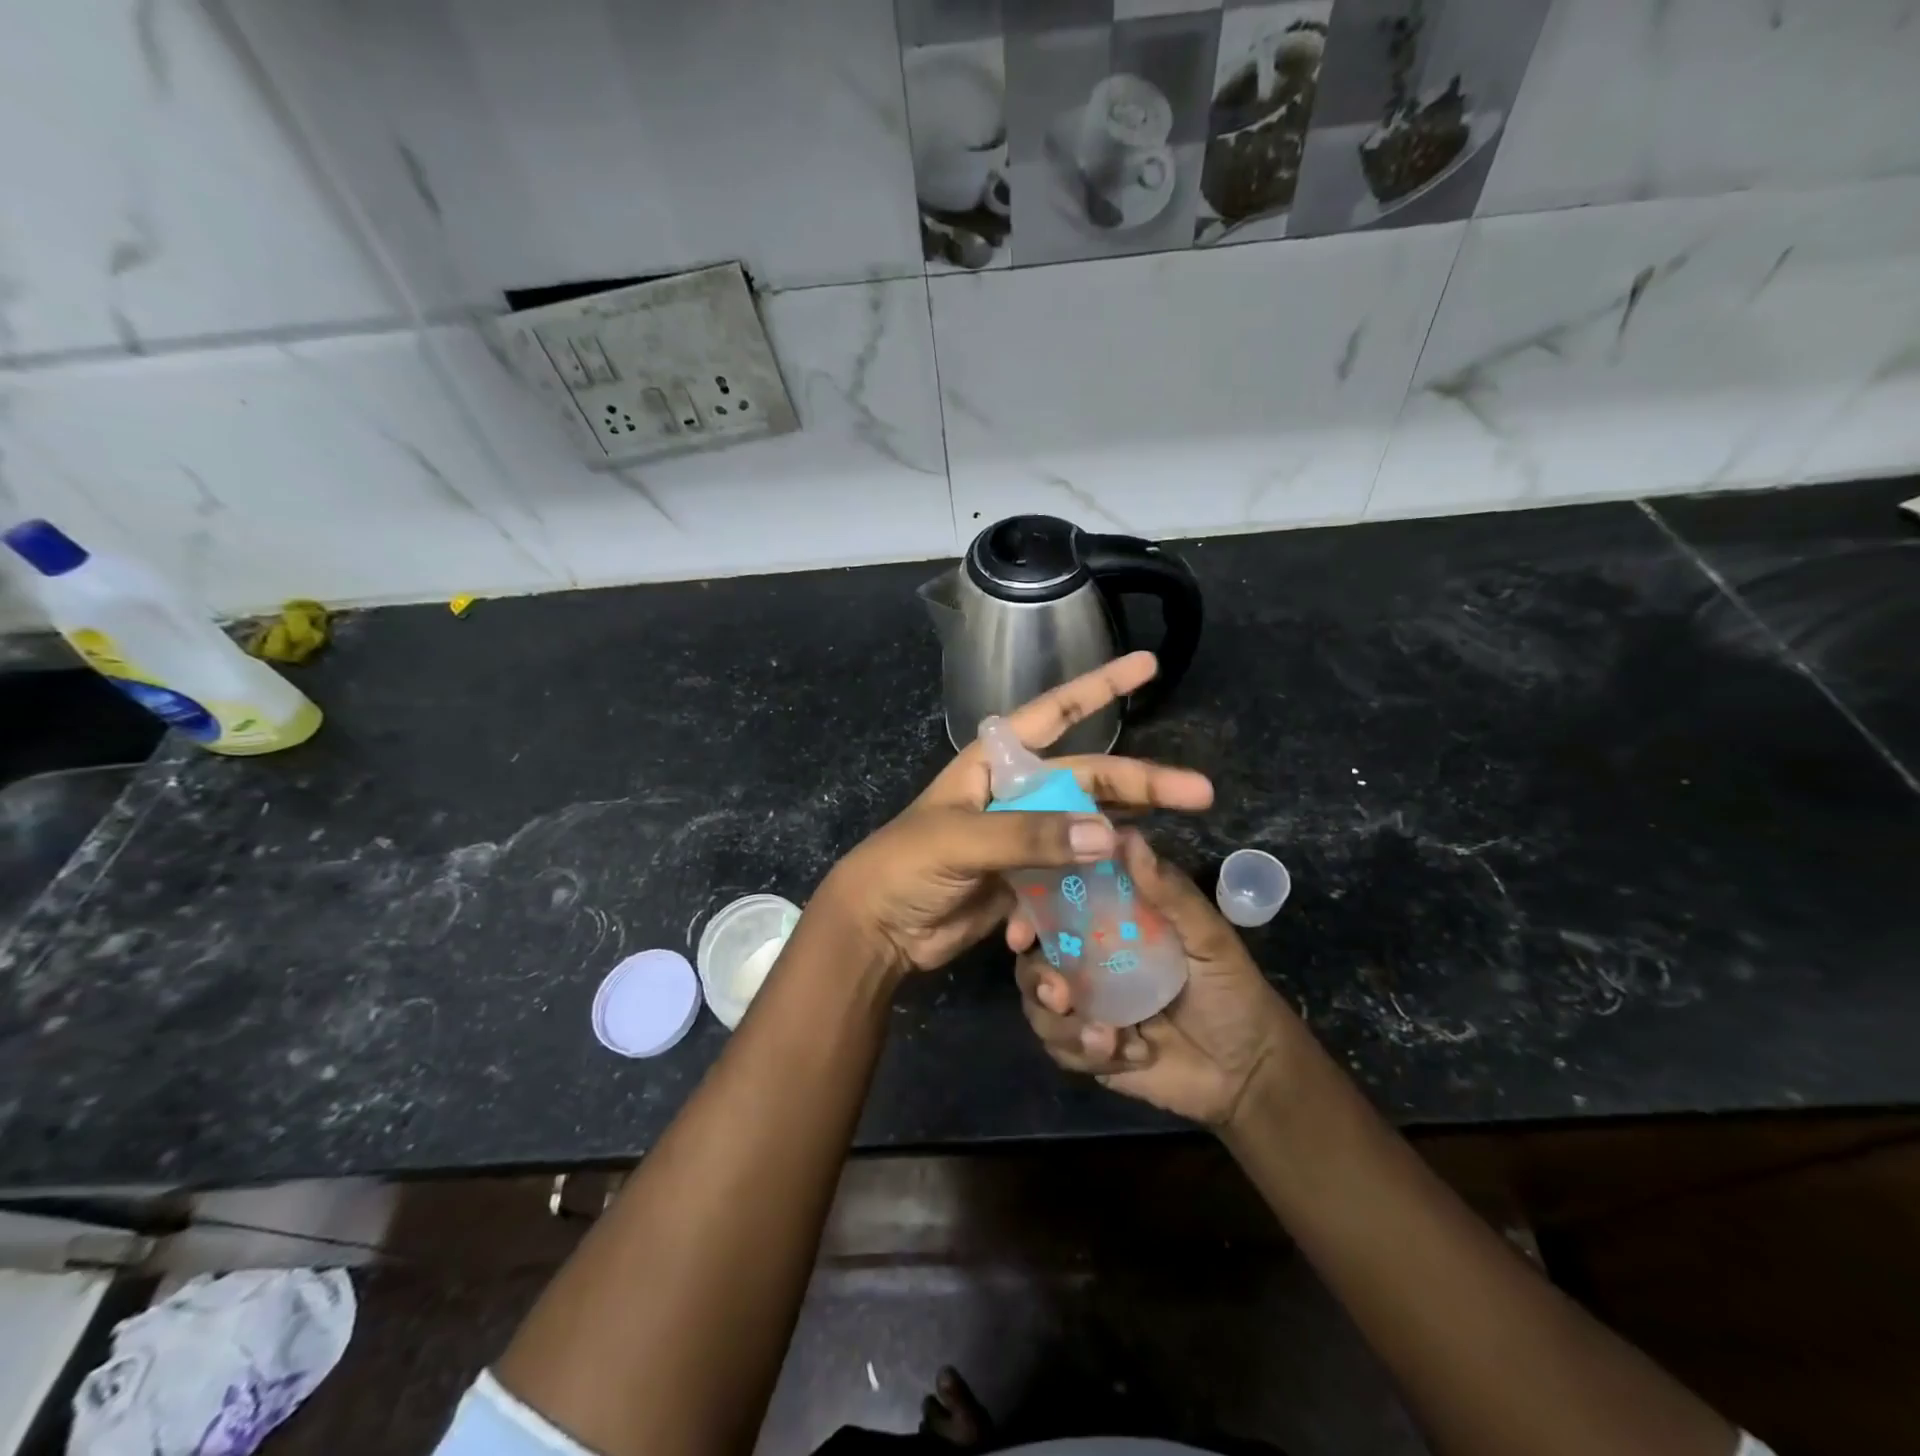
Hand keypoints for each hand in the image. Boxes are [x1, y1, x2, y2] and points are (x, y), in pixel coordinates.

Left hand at [815, 652, 1212, 977]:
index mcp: (995, 762)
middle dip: (1141, 781)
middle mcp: (1016, 792)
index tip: (1149, 664)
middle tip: (1199, 791)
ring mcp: (1024, 837)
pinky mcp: (1027, 879)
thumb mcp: (960, 840)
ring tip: (1171, 837)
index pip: (1055, 712)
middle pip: (1088, 777)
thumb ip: (1029, 835)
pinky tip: (1112, 897)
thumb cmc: (906, 865)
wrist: (878, 930)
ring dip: (1126, 832)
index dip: (1102, 686)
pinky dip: (1090, 885)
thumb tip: (1109, 833)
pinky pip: (1072, 874)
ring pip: (1088, 825)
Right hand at [1013, 830, 1299, 1127]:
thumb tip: (1126, 836)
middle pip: (1033, 959)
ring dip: (1062, 1026)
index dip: (1026, 913)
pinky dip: (1087, 1053)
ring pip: (1039, 1008)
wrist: (1249, 1073)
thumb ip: (1167, 893)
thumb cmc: (1231, 991)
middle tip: (1059, 995)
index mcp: (1110, 921)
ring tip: (1106, 1039)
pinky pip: (1060, 1048)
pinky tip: (1131, 1054)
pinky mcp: (1088, 1046)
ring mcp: (1086, 1003)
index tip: (1021, 934)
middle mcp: (1088, 957)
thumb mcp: (1208, 938)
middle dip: (1036, 978)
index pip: (1053, 904)